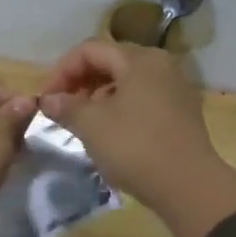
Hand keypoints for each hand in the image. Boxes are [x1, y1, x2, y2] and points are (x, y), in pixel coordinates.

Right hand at [40, 41, 235, 236]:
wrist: (189, 186)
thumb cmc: (136, 147)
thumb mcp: (92, 125)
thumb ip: (66, 106)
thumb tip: (48, 100)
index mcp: (140, 60)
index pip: (90, 50)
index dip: (62, 70)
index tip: (47, 98)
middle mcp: (161, 65)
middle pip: (110, 62)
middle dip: (80, 82)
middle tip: (61, 109)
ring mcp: (175, 88)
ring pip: (127, 81)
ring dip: (98, 96)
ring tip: (82, 122)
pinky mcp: (182, 112)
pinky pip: (143, 98)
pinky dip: (120, 107)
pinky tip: (109, 132)